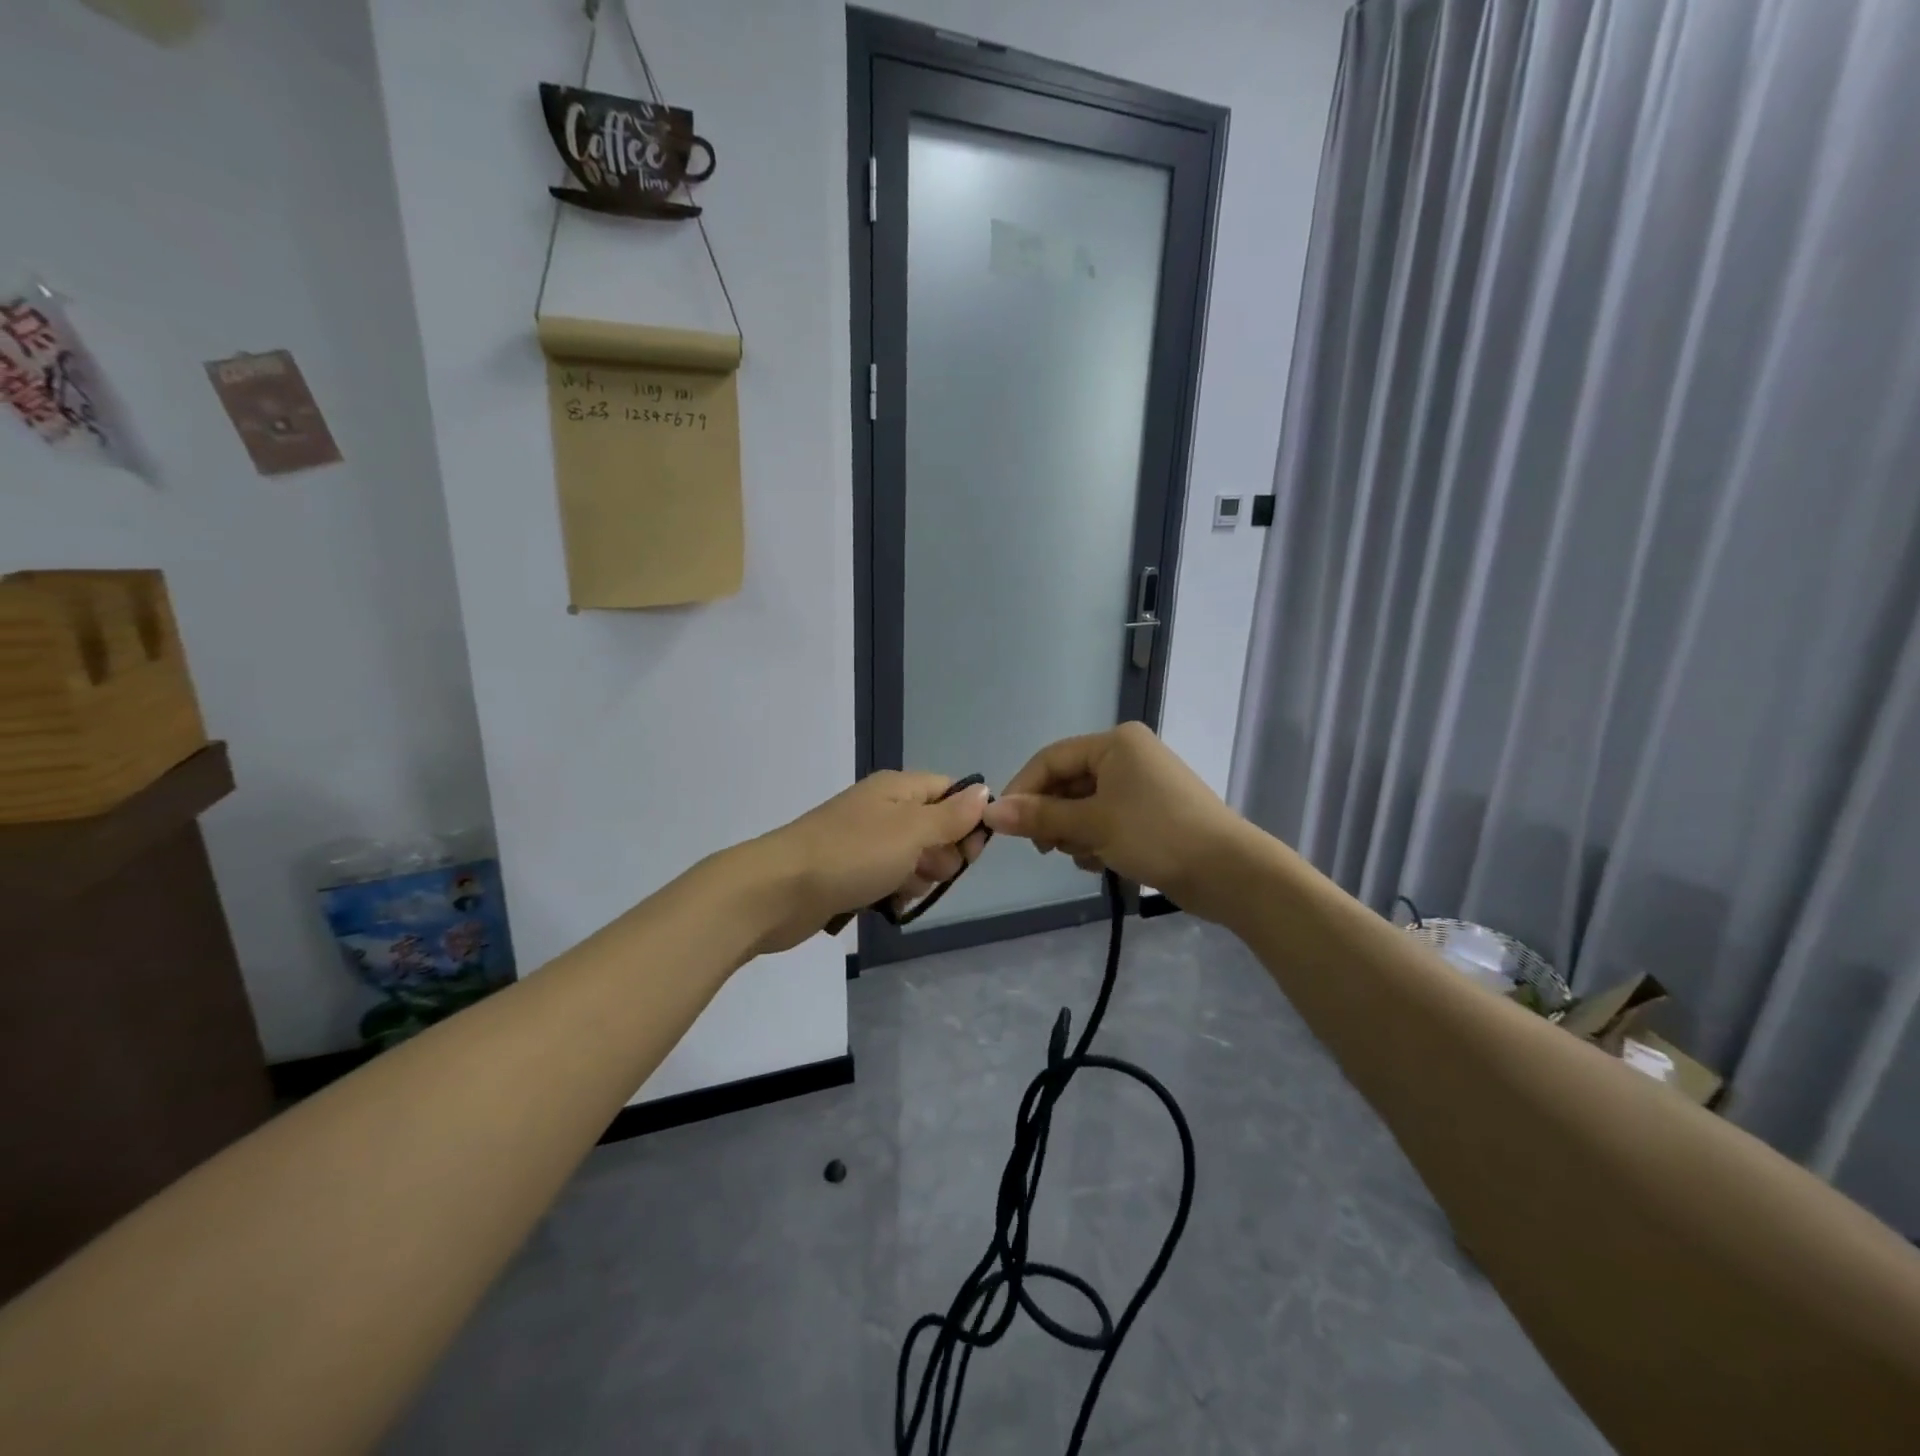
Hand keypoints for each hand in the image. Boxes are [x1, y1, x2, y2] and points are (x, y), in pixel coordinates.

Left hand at [741, 771, 989, 954]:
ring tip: (901, 891)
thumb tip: (984, 791)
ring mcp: (864, 841)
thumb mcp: (911, 831)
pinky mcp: (849, 872)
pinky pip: (888, 878)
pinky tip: (888, 905)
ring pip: (913, 858)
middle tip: (929, 873)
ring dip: (919, 878)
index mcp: (897, 788)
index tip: (971, 852)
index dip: (968, 819)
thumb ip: (951, 815)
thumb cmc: (851, 855)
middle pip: (935, 827)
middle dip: (942, 855)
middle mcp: (882, 808)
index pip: (950, 792)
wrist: (778, 890)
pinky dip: (894, 892)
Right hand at [981, 723, 1248, 920]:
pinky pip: (1106, 820)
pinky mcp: (1150, 813)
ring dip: (1075, 833)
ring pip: (1084, 806)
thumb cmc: (1156, 835)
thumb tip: (990, 811)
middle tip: (1047, 849)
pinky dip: (1097, 840)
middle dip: (1054, 817)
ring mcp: (1140, 784)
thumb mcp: (1092, 825)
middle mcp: (1126, 756)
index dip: (1023, 790)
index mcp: (1114, 743)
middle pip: (1067, 782)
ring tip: (1086, 857)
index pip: (1051, 759)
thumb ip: (1039, 817)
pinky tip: (1102, 863)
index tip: (1005, 825)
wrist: (1229, 871)